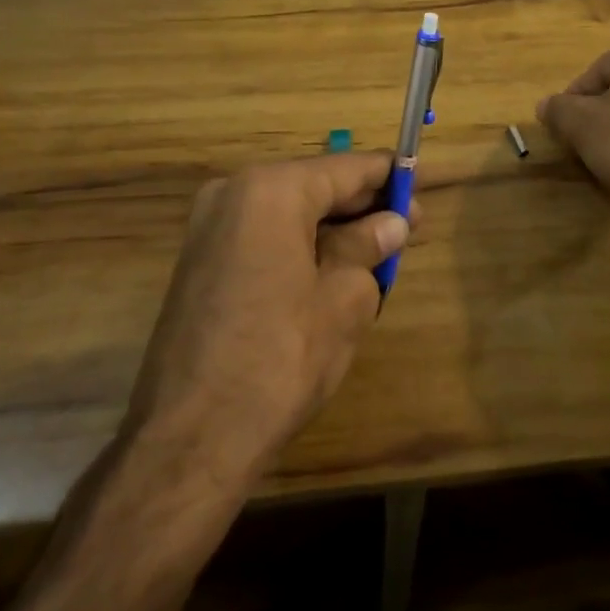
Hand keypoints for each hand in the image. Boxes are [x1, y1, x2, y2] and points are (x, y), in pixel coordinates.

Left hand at [125, 152, 412, 477]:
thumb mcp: (344, 299)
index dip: (389, 178)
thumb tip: (391, 224)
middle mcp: (234, 192)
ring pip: (290, 212)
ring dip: (333, 229)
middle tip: (405, 231)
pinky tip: (331, 273)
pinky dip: (301, 245)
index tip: (420, 191)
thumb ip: (369, 248)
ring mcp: (210, 227)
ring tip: (375, 257)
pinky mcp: (200, 261)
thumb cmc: (279, 359)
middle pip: (315, 186)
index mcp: (271, 190)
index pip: (346, 169)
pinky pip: (264, 235)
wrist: (189, 441)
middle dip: (361, 207)